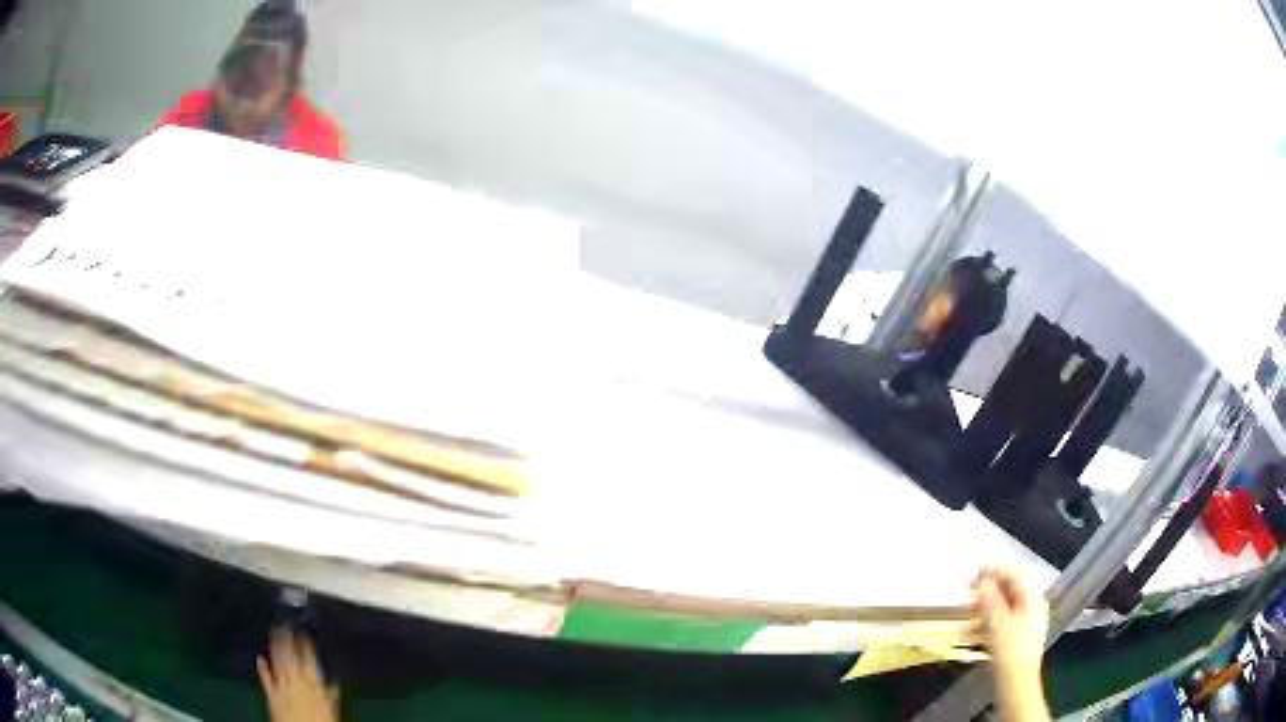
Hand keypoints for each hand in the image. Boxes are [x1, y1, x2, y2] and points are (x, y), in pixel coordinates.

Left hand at [257, 627, 339, 721]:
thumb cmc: (321, 721)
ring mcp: (281, 685)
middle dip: (287, 638)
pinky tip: (259, 657)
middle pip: (290, 654)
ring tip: (273, 631)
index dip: (306, 641)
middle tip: (285, 622)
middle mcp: (295, 679)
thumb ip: (330, 689)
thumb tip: (332, 675)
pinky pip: (265, 677)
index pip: (308, 655)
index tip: (304, 628)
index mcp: (312, 681)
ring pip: (277, 660)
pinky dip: (262, 667)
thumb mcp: (331, 705)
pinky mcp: (271, 693)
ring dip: (275, 646)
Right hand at [970, 566, 1048, 677]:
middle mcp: (1031, 608)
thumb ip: (991, 600)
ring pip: (1004, 607)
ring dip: (986, 605)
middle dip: (990, 588)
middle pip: (1010, 590)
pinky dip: (989, 620)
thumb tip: (983, 582)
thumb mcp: (999, 623)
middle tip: (969, 589)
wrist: (1016, 683)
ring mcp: (1025, 624)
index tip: (977, 570)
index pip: (1015, 576)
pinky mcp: (1016, 639)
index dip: (996, 570)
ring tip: (969, 609)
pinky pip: (1002, 622)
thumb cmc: (1011, 650)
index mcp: (1032, 599)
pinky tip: (975, 629)